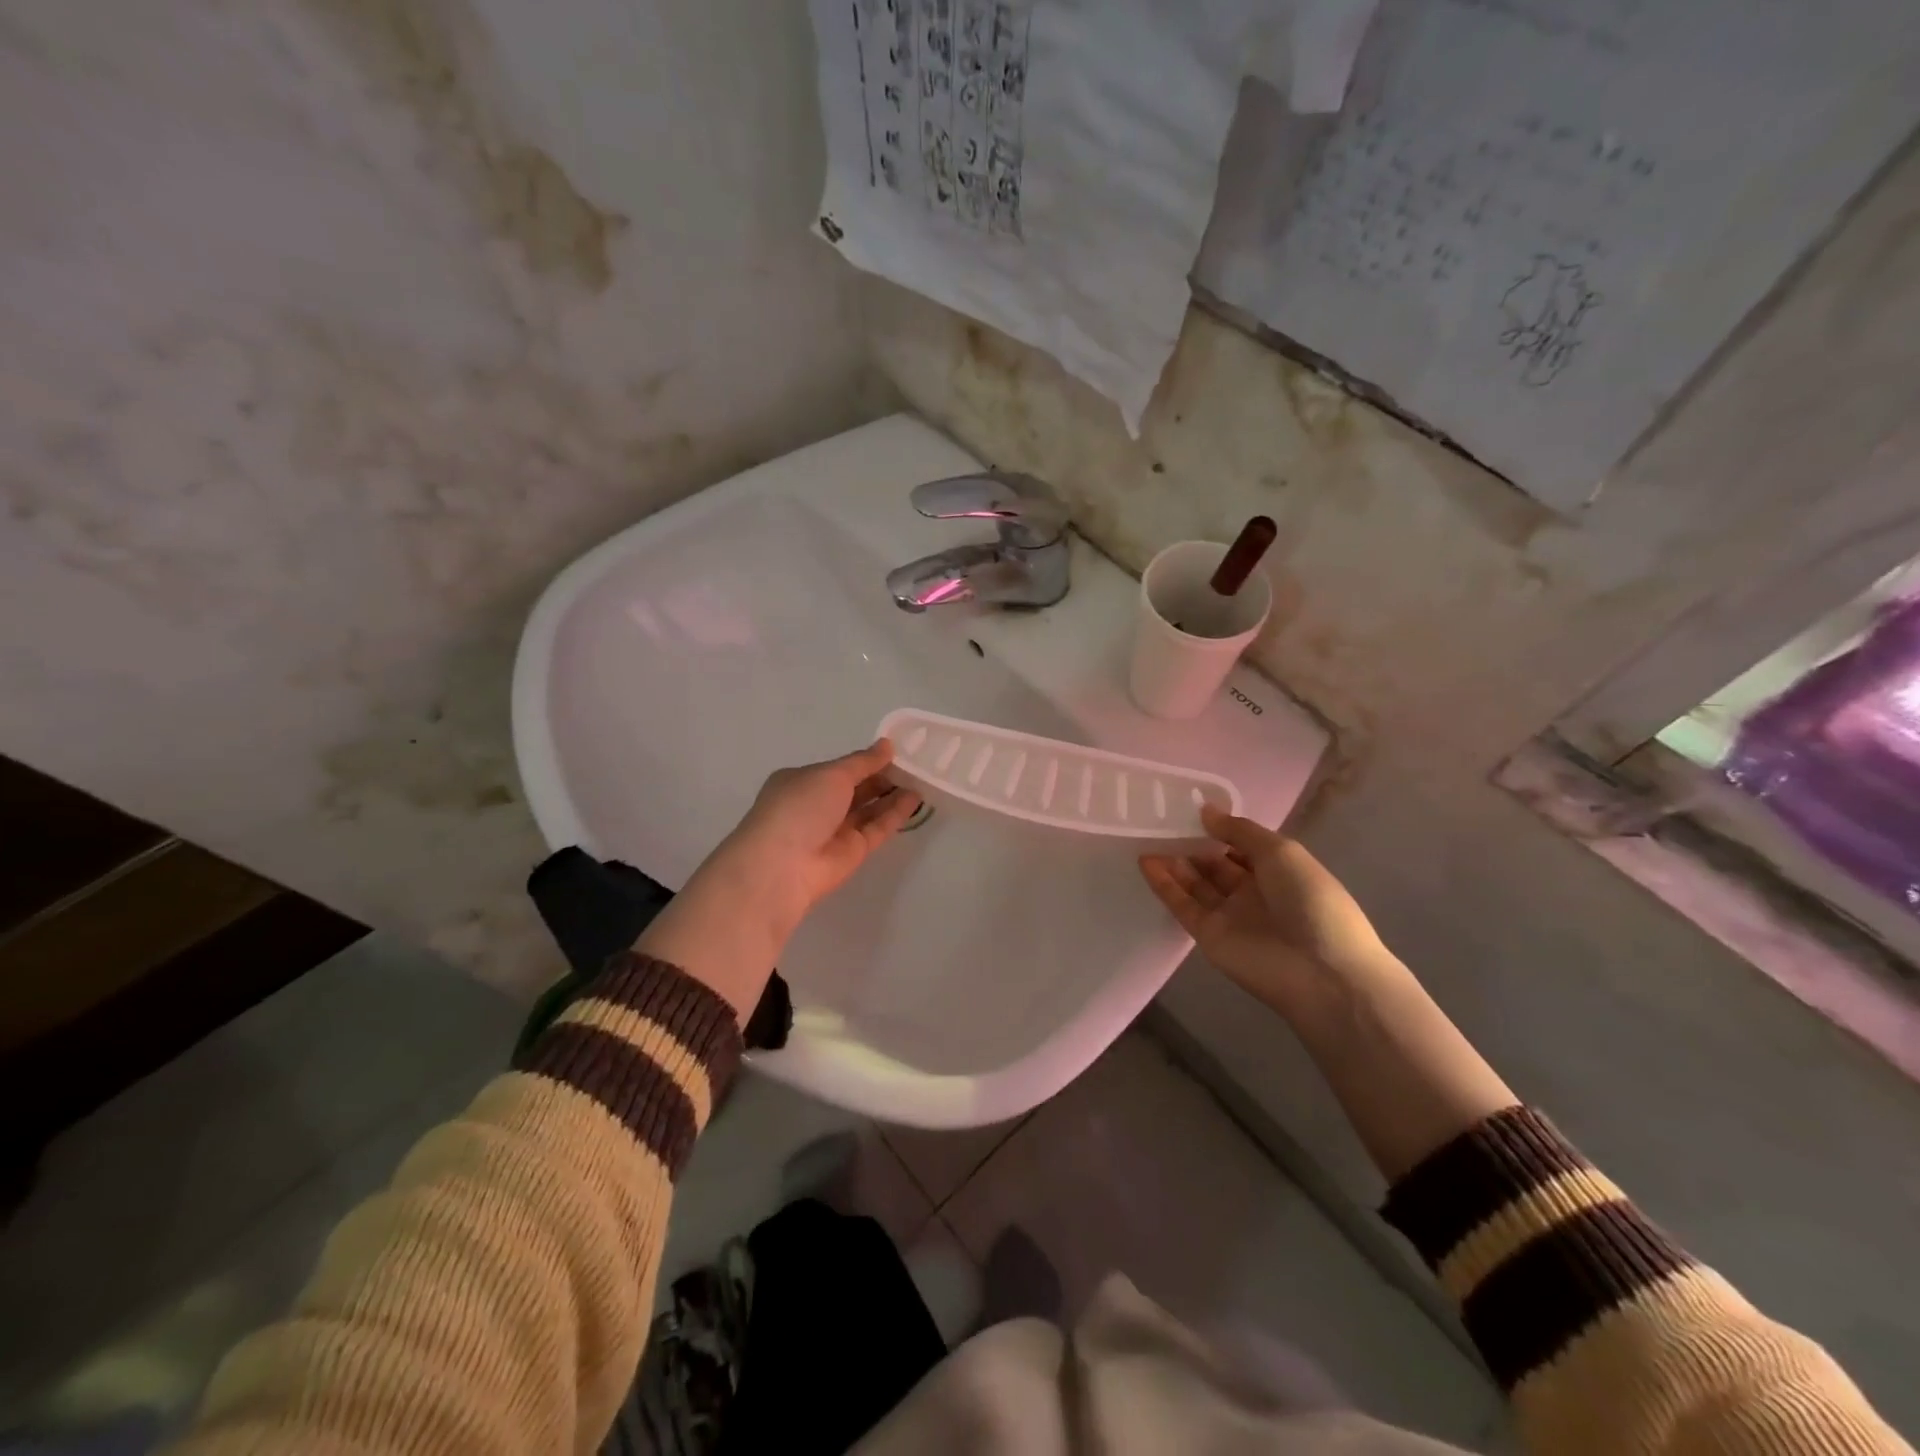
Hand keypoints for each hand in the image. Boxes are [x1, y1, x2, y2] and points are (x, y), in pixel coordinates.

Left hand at [637, 741, 921, 1019]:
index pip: (839, 768)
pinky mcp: (852, 853)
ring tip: (922, 778)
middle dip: (882, 776)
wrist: (782, 867)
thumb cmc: (799, 807)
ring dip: (892, 794)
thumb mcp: (831, 774)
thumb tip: (886, 745)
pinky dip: (894, 814)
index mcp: (802, 781)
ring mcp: (834, 831)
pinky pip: (876, 828)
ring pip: (868, 809)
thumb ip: (862, 762)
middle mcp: (817, 805)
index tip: (896, 750)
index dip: (866, 760)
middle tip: (915, 763)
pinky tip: (915, 798)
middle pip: (855, 788)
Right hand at [1139, 806, 1395, 1021]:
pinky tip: (1146, 861)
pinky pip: (1182, 905)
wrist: (1320, 973)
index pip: (1243, 847)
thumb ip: (1240, 831)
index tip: (1192, 809)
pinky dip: (1164, 884)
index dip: (1221, 829)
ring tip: (1149, 836)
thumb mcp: (1281, 853)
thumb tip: (1206, 812)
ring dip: (1175, 862)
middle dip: (1193, 845)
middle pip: (1217, 865)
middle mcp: (1254, 893)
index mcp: (1280, 872)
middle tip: (1163, 821)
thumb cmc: (1310, 902)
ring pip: (1196, 884)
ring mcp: (1230, 916)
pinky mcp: (1208, 936)